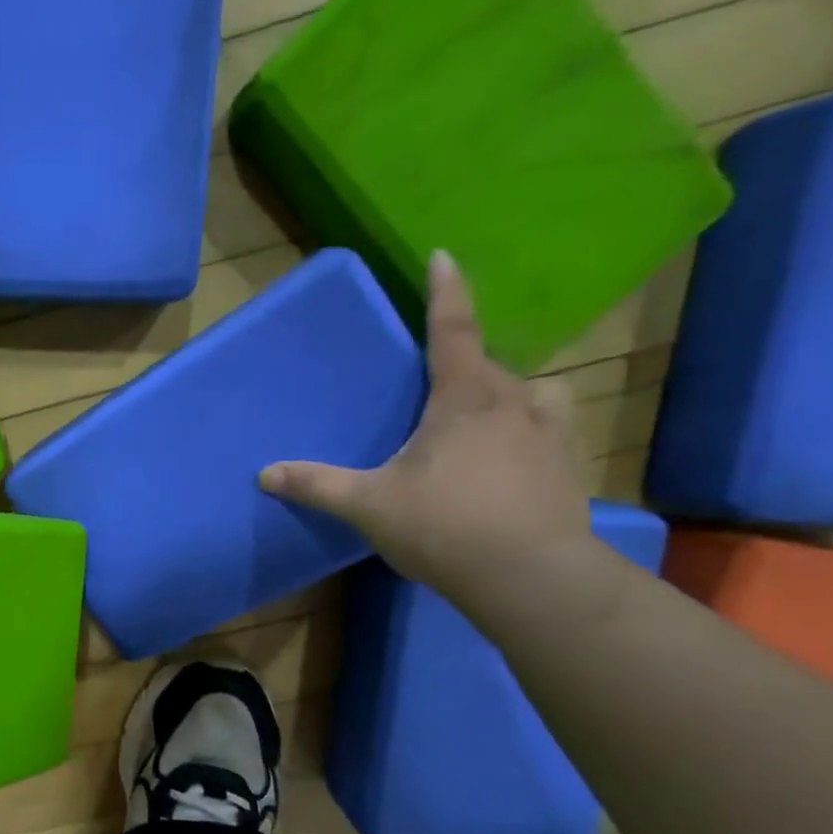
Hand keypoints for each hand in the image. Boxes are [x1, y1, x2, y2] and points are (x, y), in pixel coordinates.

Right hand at [259, 250, 595, 605]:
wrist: (531, 577)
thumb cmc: (445, 527)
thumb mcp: (368, 506)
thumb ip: (317, 486)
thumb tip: (265, 474)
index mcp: (463, 400)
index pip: (453, 331)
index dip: (446, 291)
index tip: (444, 256)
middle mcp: (513, 403)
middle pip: (486, 365)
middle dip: (461, 362)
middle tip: (433, 381)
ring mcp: (549, 433)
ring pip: (528, 392)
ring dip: (502, 393)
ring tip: (479, 417)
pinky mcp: (567, 465)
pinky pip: (547, 425)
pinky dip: (526, 427)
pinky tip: (509, 457)